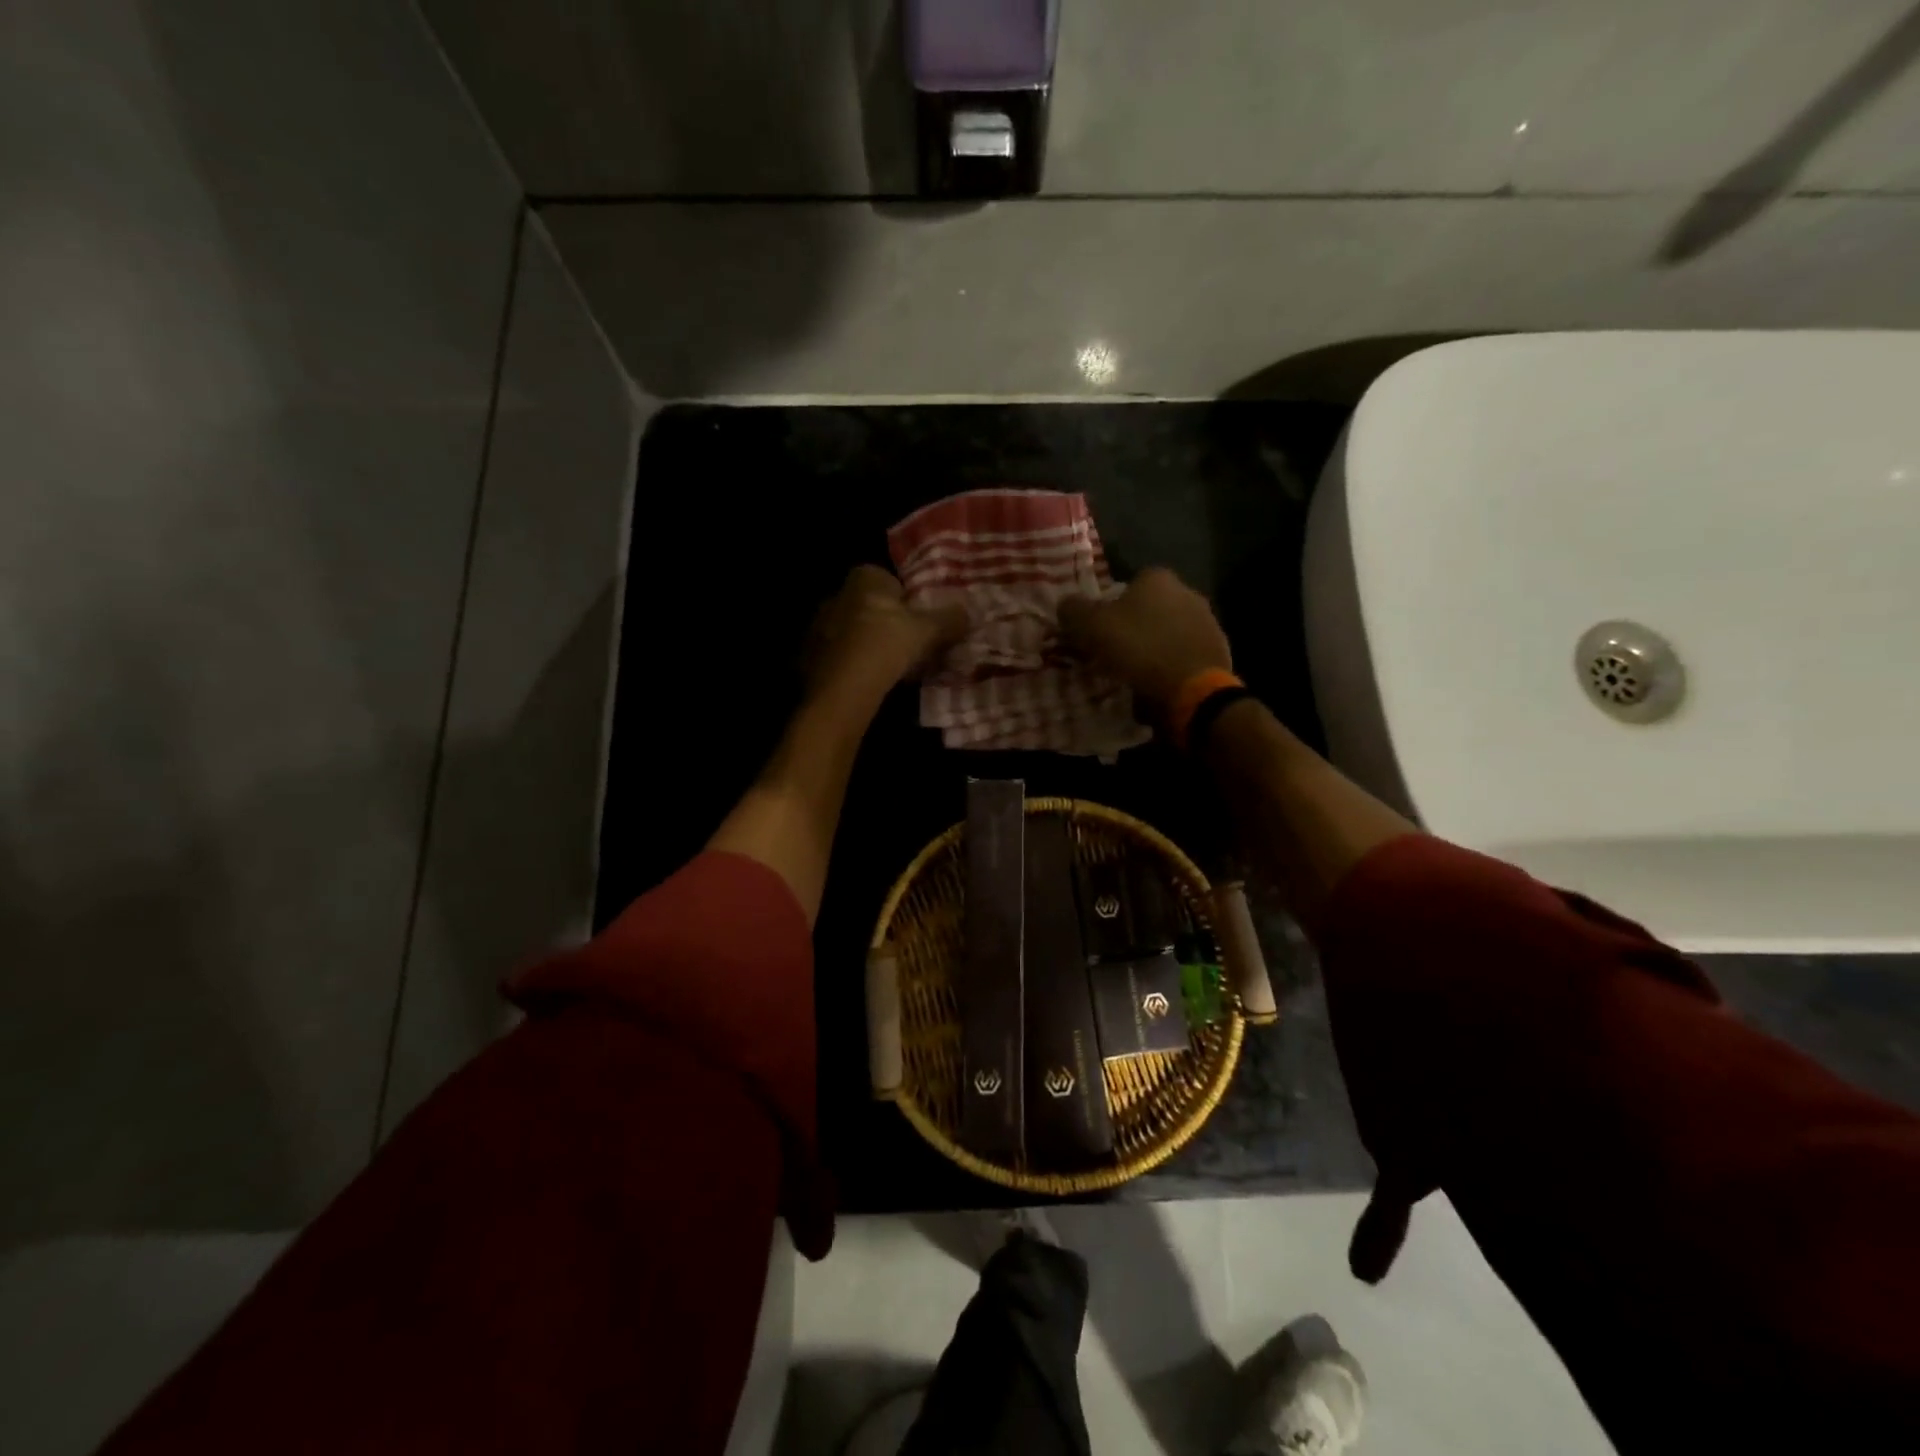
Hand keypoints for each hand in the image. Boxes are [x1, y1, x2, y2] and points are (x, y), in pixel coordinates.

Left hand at [804, 565, 966, 706]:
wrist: (841, 687)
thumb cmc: (887, 644)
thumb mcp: (927, 631)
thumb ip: (948, 619)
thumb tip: (968, 612)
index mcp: (863, 578)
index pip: (888, 580)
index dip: (905, 601)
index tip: (918, 624)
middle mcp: (835, 594)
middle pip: (869, 606)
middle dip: (885, 624)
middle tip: (906, 648)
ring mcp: (818, 626)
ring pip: (852, 632)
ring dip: (868, 646)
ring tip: (888, 670)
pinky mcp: (808, 655)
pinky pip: (838, 655)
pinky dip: (851, 665)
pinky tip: (866, 682)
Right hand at [1058, 567, 1232, 709]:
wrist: (1192, 688)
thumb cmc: (1139, 649)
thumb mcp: (1091, 627)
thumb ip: (1073, 610)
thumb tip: (1065, 604)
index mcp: (1157, 578)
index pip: (1127, 584)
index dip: (1110, 607)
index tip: (1099, 631)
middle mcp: (1187, 591)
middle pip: (1150, 608)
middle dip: (1134, 627)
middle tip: (1114, 653)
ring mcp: (1207, 621)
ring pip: (1168, 632)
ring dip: (1153, 647)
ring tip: (1135, 674)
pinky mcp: (1218, 650)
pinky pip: (1183, 655)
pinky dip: (1171, 666)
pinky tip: (1158, 685)